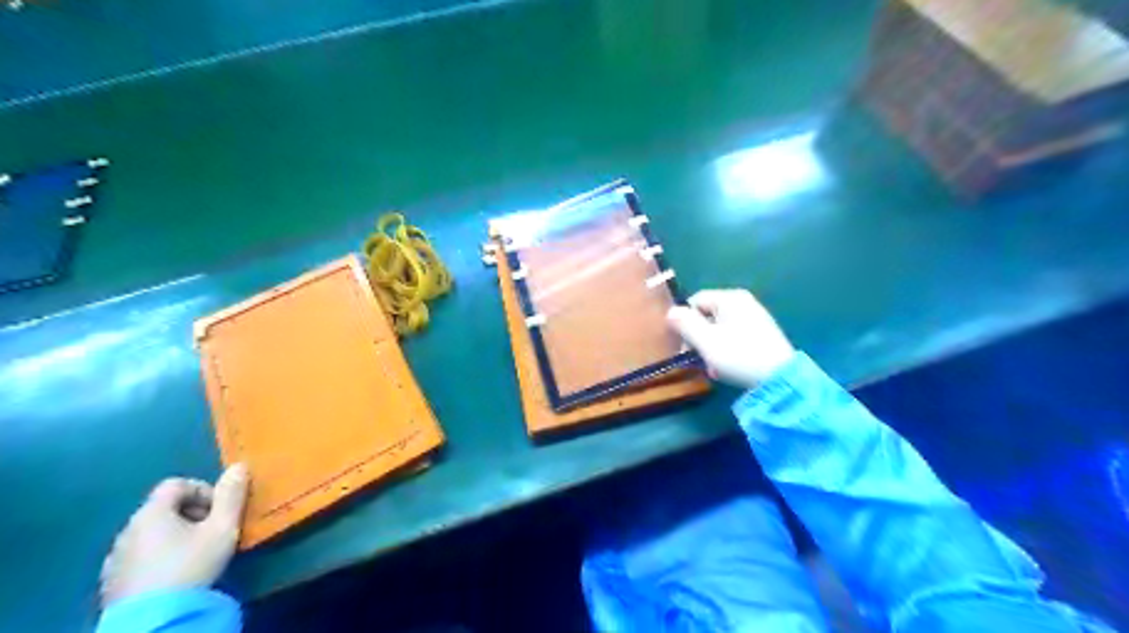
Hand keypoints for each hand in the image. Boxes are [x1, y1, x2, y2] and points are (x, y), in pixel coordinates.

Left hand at [100, 464, 246, 606]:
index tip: (219, 511)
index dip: (203, 490)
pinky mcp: (112, 581)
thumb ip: (232, 495)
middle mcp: (127, 529)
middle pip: (163, 508)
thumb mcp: (223, 528)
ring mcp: (116, 556)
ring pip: (151, 533)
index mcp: (152, 513)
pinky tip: (174, 574)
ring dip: (175, 536)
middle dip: (192, 514)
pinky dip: (158, 556)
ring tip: (195, 554)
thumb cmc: (191, 565)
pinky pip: (139, 556)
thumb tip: (239, 466)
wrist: (154, 619)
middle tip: (212, 532)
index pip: (176, 484)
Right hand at [663, 292, 797, 390]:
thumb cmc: (739, 355)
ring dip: (711, 347)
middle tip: (697, 358)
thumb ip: (685, 324)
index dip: (684, 321)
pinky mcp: (762, 334)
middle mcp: (743, 302)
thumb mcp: (706, 341)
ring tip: (714, 367)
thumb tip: (671, 312)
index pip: (695, 301)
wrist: (780, 379)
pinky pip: (734, 336)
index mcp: (730, 298)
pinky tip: (728, 367)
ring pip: (719, 328)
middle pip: (707, 315)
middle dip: (698, 337)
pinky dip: (726, 350)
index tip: (683, 344)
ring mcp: (755, 317)